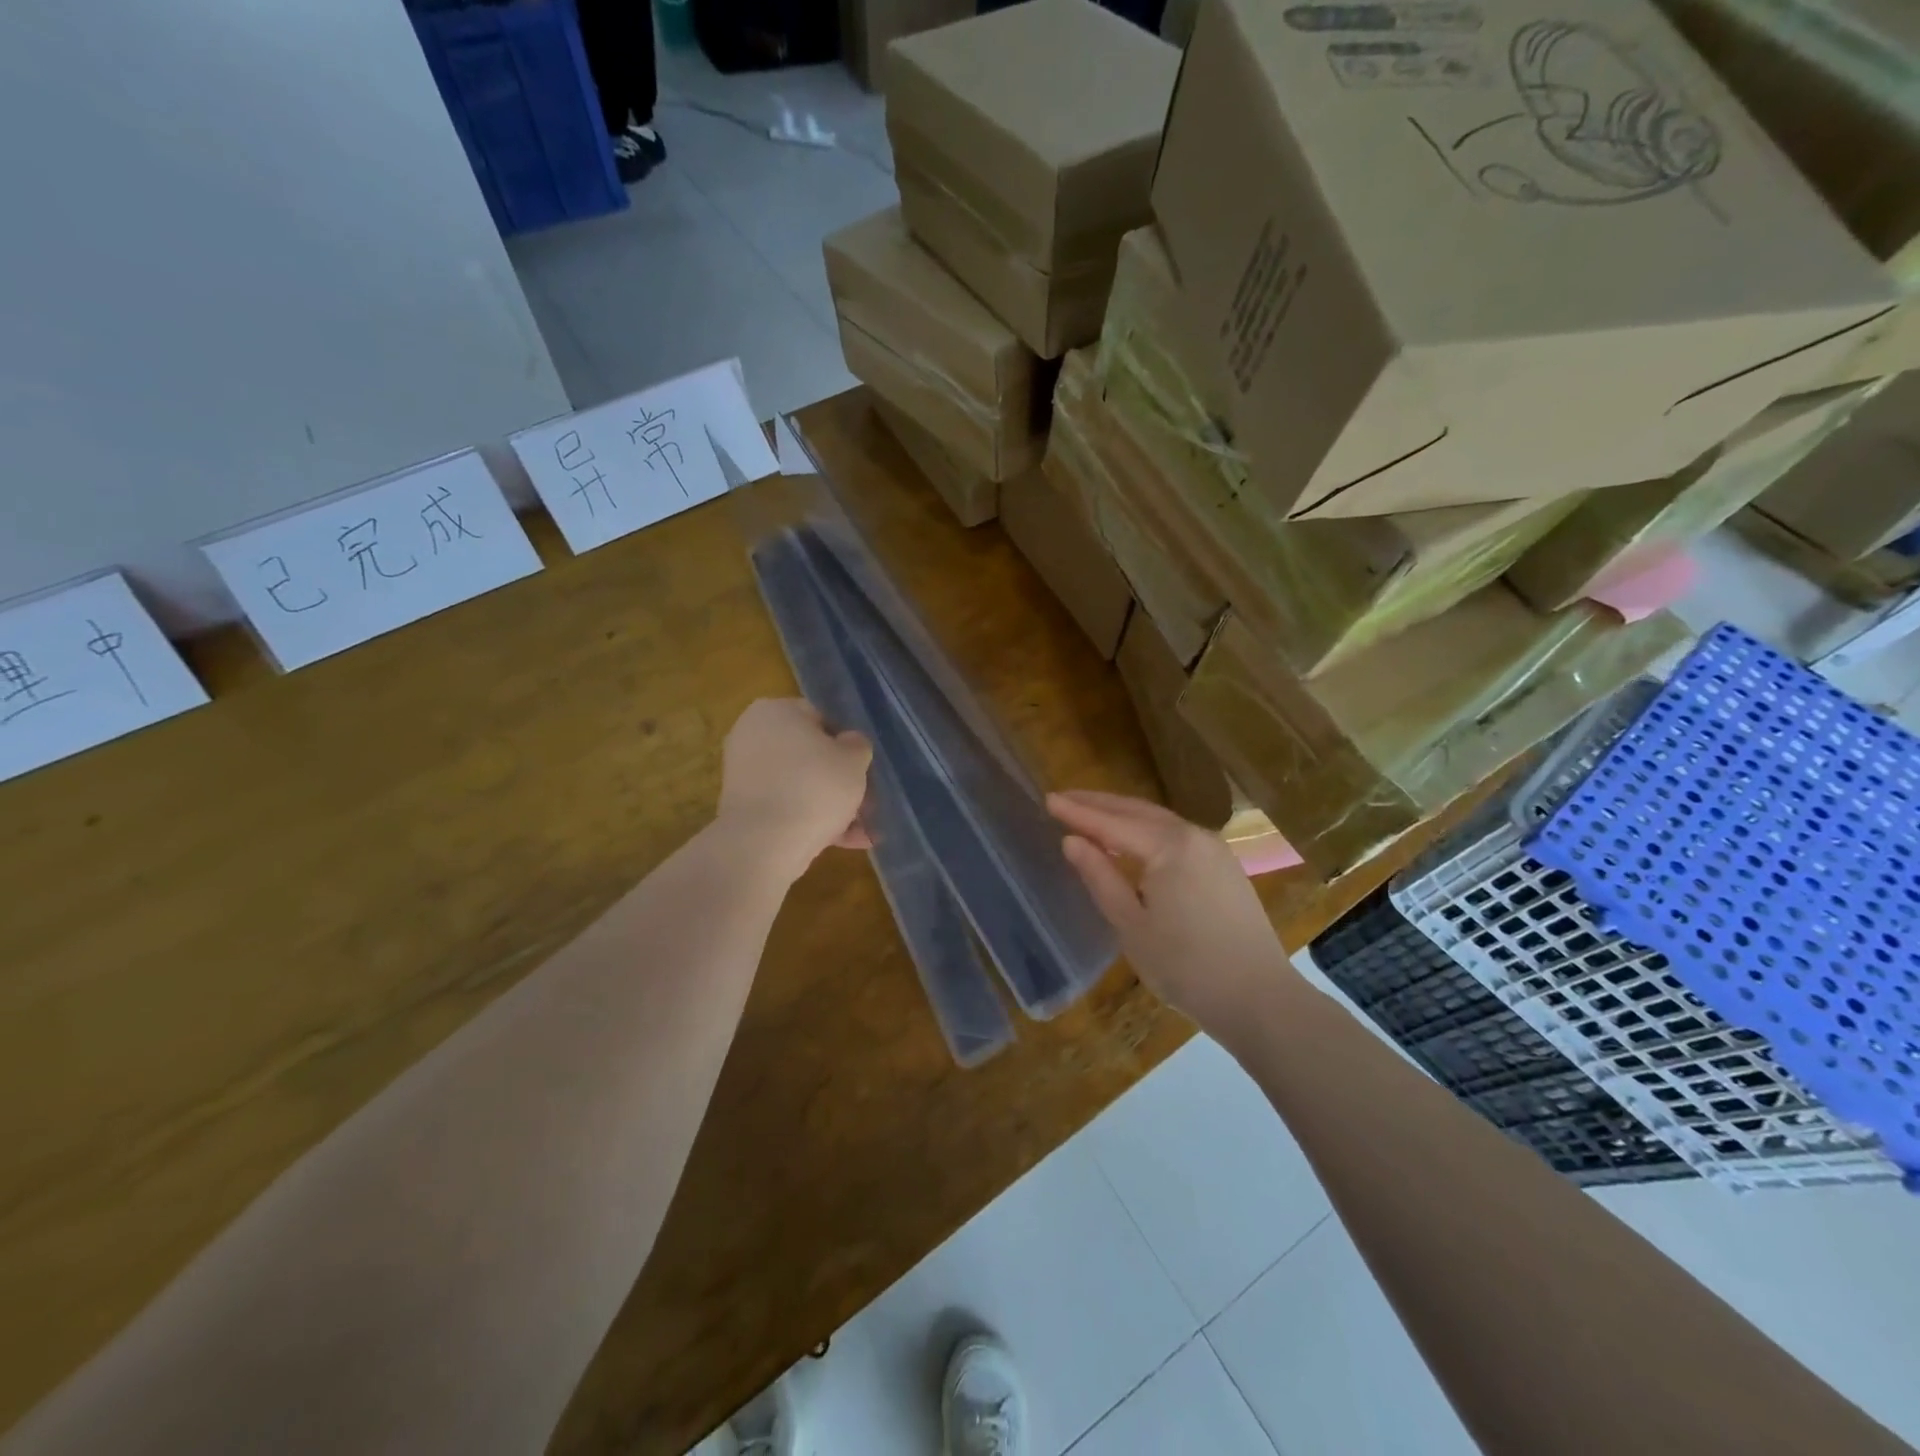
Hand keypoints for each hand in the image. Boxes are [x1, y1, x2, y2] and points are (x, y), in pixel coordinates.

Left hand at [718, 699, 872, 876]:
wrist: (765, 843)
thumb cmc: (814, 787)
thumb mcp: (854, 759)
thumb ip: (857, 745)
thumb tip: (849, 744)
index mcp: (775, 710)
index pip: (822, 718)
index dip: (849, 744)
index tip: (865, 769)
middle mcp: (753, 735)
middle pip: (811, 755)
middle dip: (841, 781)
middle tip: (867, 803)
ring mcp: (745, 773)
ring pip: (801, 784)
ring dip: (832, 805)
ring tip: (862, 832)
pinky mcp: (744, 807)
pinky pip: (787, 806)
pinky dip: (812, 820)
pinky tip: (843, 842)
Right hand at [1049, 790, 1296, 1030]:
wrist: (1259, 999)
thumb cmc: (1187, 966)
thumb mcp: (1131, 924)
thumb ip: (1100, 877)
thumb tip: (1071, 841)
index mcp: (1169, 847)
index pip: (1112, 823)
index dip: (1077, 812)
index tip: (1047, 799)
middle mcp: (1195, 836)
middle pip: (1138, 812)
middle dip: (1099, 803)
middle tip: (1064, 798)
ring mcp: (1215, 850)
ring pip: (1159, 821)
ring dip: (1123, 815)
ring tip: (1090, 813)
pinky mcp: (1225, 867)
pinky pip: (1177, 836)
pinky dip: (1147, 831)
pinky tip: (1131, 841)